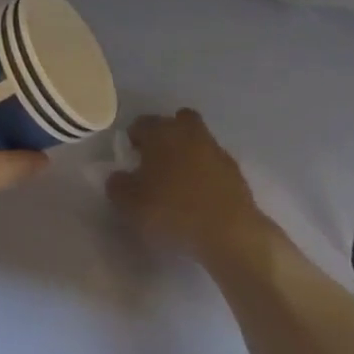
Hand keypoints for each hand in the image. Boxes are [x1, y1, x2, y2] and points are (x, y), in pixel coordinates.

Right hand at [107, 109, 269, 262]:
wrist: (229, 232)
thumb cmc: (172, 210)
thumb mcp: (129, 203)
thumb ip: (118, 185)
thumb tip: (119, 177)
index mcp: (161, 133)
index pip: (142, 123)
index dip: (133, 139)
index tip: (131, 159)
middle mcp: (189, 133)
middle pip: (177, 121)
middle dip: (166, 134)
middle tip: (157, 160)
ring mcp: (216, 150)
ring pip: (198, 140)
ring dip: (188, 153)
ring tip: (179, 183)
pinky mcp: (235, 171)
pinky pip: (213, 164)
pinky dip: (205, 173)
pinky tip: (199, 197)